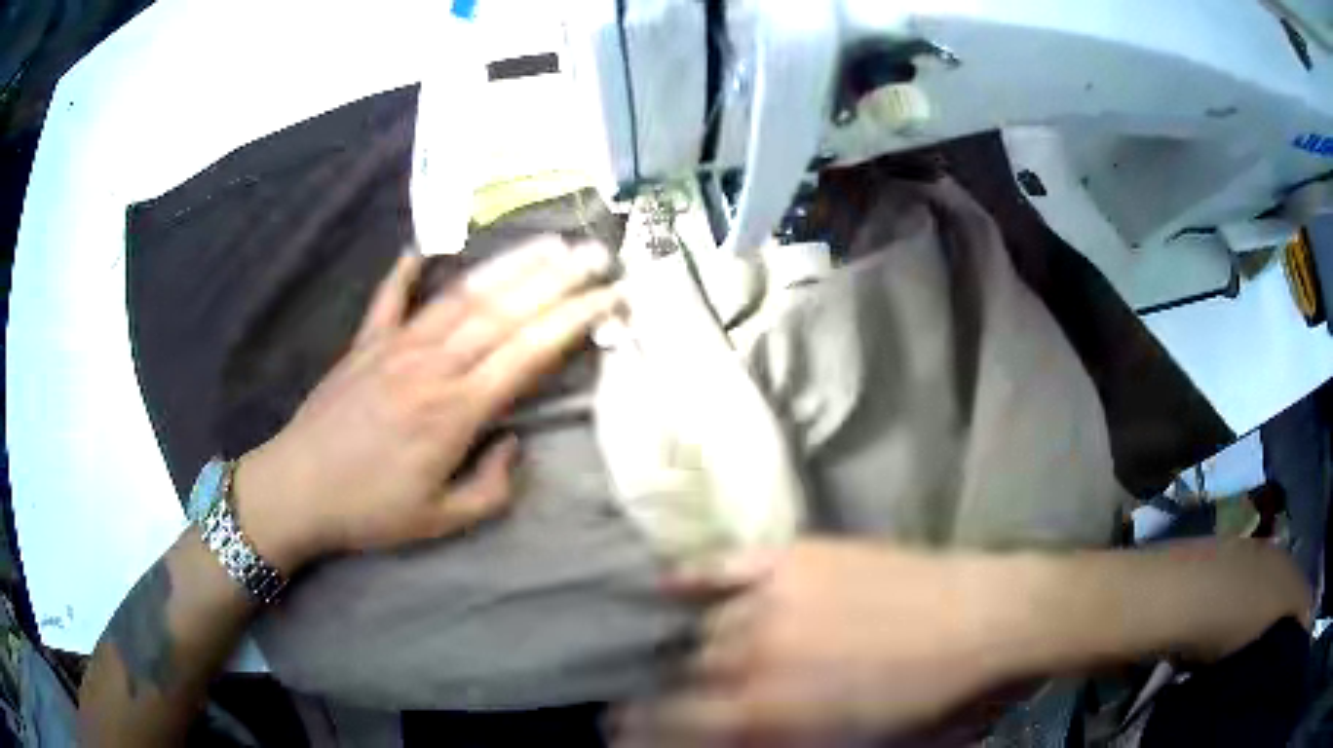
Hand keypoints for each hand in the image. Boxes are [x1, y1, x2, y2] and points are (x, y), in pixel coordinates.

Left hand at [231, 237, 619, 571]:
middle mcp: (432, 365)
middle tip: (595, 253)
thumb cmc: (370, 511)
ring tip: (547, 242)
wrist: (297, 490)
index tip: (610, 295)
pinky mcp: (364, 342)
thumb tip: (512, 442)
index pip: (528, 352)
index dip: (574, 319)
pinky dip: (406, 269)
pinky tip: (422, 246)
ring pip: (461, 295)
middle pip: (504, 311)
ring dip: (508, 265)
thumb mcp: (441, 520)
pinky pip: (389, 296)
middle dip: (557, 278)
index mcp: (456, 411)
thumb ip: (490, 487)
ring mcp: (395, 346)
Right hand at [618, 540, 1020, 743]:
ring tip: (702, 653)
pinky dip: (691, 577)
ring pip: (705, 627)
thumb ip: (779, 745)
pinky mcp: (796, 558)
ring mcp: (773, 599)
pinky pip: (723, 565)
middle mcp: (754, 655)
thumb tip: (732, 738)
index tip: (619, 730)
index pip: (673, 724)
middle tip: (685, 696)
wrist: (988, 621)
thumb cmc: (932, 704)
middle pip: (688, 674)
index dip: (638, 730)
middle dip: (679, 691)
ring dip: (699, 647)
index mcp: (769, 712)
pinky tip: (668, 585)